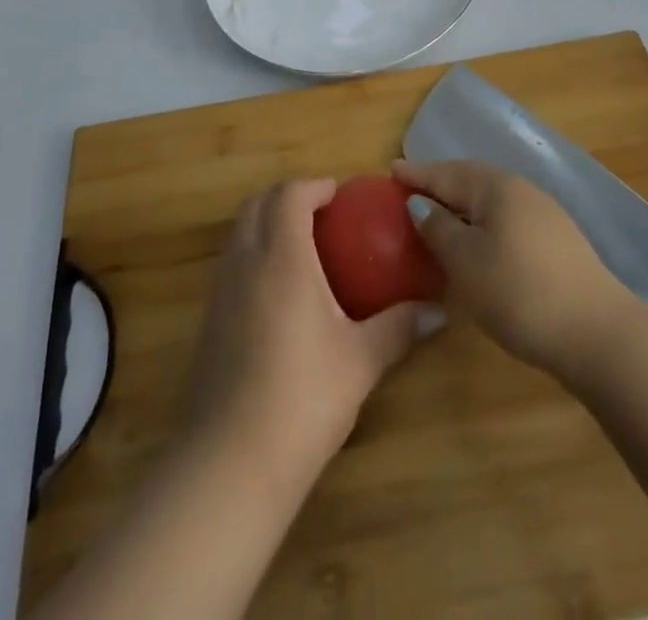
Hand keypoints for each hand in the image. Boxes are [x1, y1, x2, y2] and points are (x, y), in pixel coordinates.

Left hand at [181, 179, 427, 485]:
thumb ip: (399, 327)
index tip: (341, 196)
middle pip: (258, 203)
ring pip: (239, 230)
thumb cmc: (303, 398)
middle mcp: (245, 260)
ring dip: (267, 221)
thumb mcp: (361, 361)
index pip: (290, 194)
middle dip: (288, 196)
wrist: (232, 461)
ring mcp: (220, 288)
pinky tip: (279, 291)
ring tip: (303, 246)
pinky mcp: (209, 317)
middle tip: (323, 213)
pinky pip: (231, 261)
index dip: (315, 186)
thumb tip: (438, 311)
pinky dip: (253, 251)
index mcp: (282, 257)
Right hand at [393, 159, 636, 374]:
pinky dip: (483, 223)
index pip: (446, 173)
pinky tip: (478, 243)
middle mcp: (521, 190)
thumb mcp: (466, 261)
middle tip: (411, 190)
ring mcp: (544, 215)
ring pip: (491, 201)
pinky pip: (507, 219)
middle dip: (440, 184)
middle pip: (470, 180)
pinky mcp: (557, 242)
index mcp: (496, 187)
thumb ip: (438, 228)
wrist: (597, 334)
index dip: (417, 174)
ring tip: (439, 216)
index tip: (391, 170)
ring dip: (462, 205)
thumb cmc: (519, 292)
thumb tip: (421, 204)